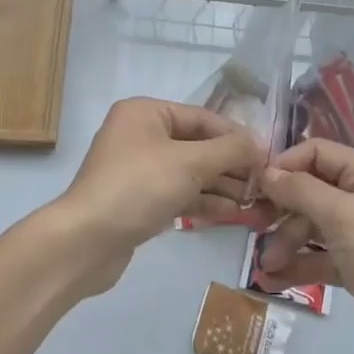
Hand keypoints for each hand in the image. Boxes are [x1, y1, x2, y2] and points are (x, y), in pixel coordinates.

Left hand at [55, 97, 274, 293]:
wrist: (86, 241)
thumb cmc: (138, 187)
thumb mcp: (190, 163)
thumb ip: (229, 150)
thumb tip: (261, 143)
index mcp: (146, 112)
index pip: (202, 118)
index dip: (236, 136)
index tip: (267, 156)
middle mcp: (140, 134)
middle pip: (196, 145)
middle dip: (230, 165)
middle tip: (264, 184)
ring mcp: (138, 169)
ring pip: (189, 172)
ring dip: (221, 186)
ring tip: (256, 202)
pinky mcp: (138, 201)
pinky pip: (178, 193)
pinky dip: (203, 201)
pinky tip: (232, 213)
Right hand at [257, 139, 353, 353]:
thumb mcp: (344, 218)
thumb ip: (302, 190)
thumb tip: (267, 171)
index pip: (318, 152)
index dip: (286, 164)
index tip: (255, 185)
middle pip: (311, 189)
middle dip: (282, 208)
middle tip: (253, 226)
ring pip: (311, 226)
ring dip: (285, 242)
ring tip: (266, 267)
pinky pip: (318, 258)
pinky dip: (297, 266)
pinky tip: (272, 282)